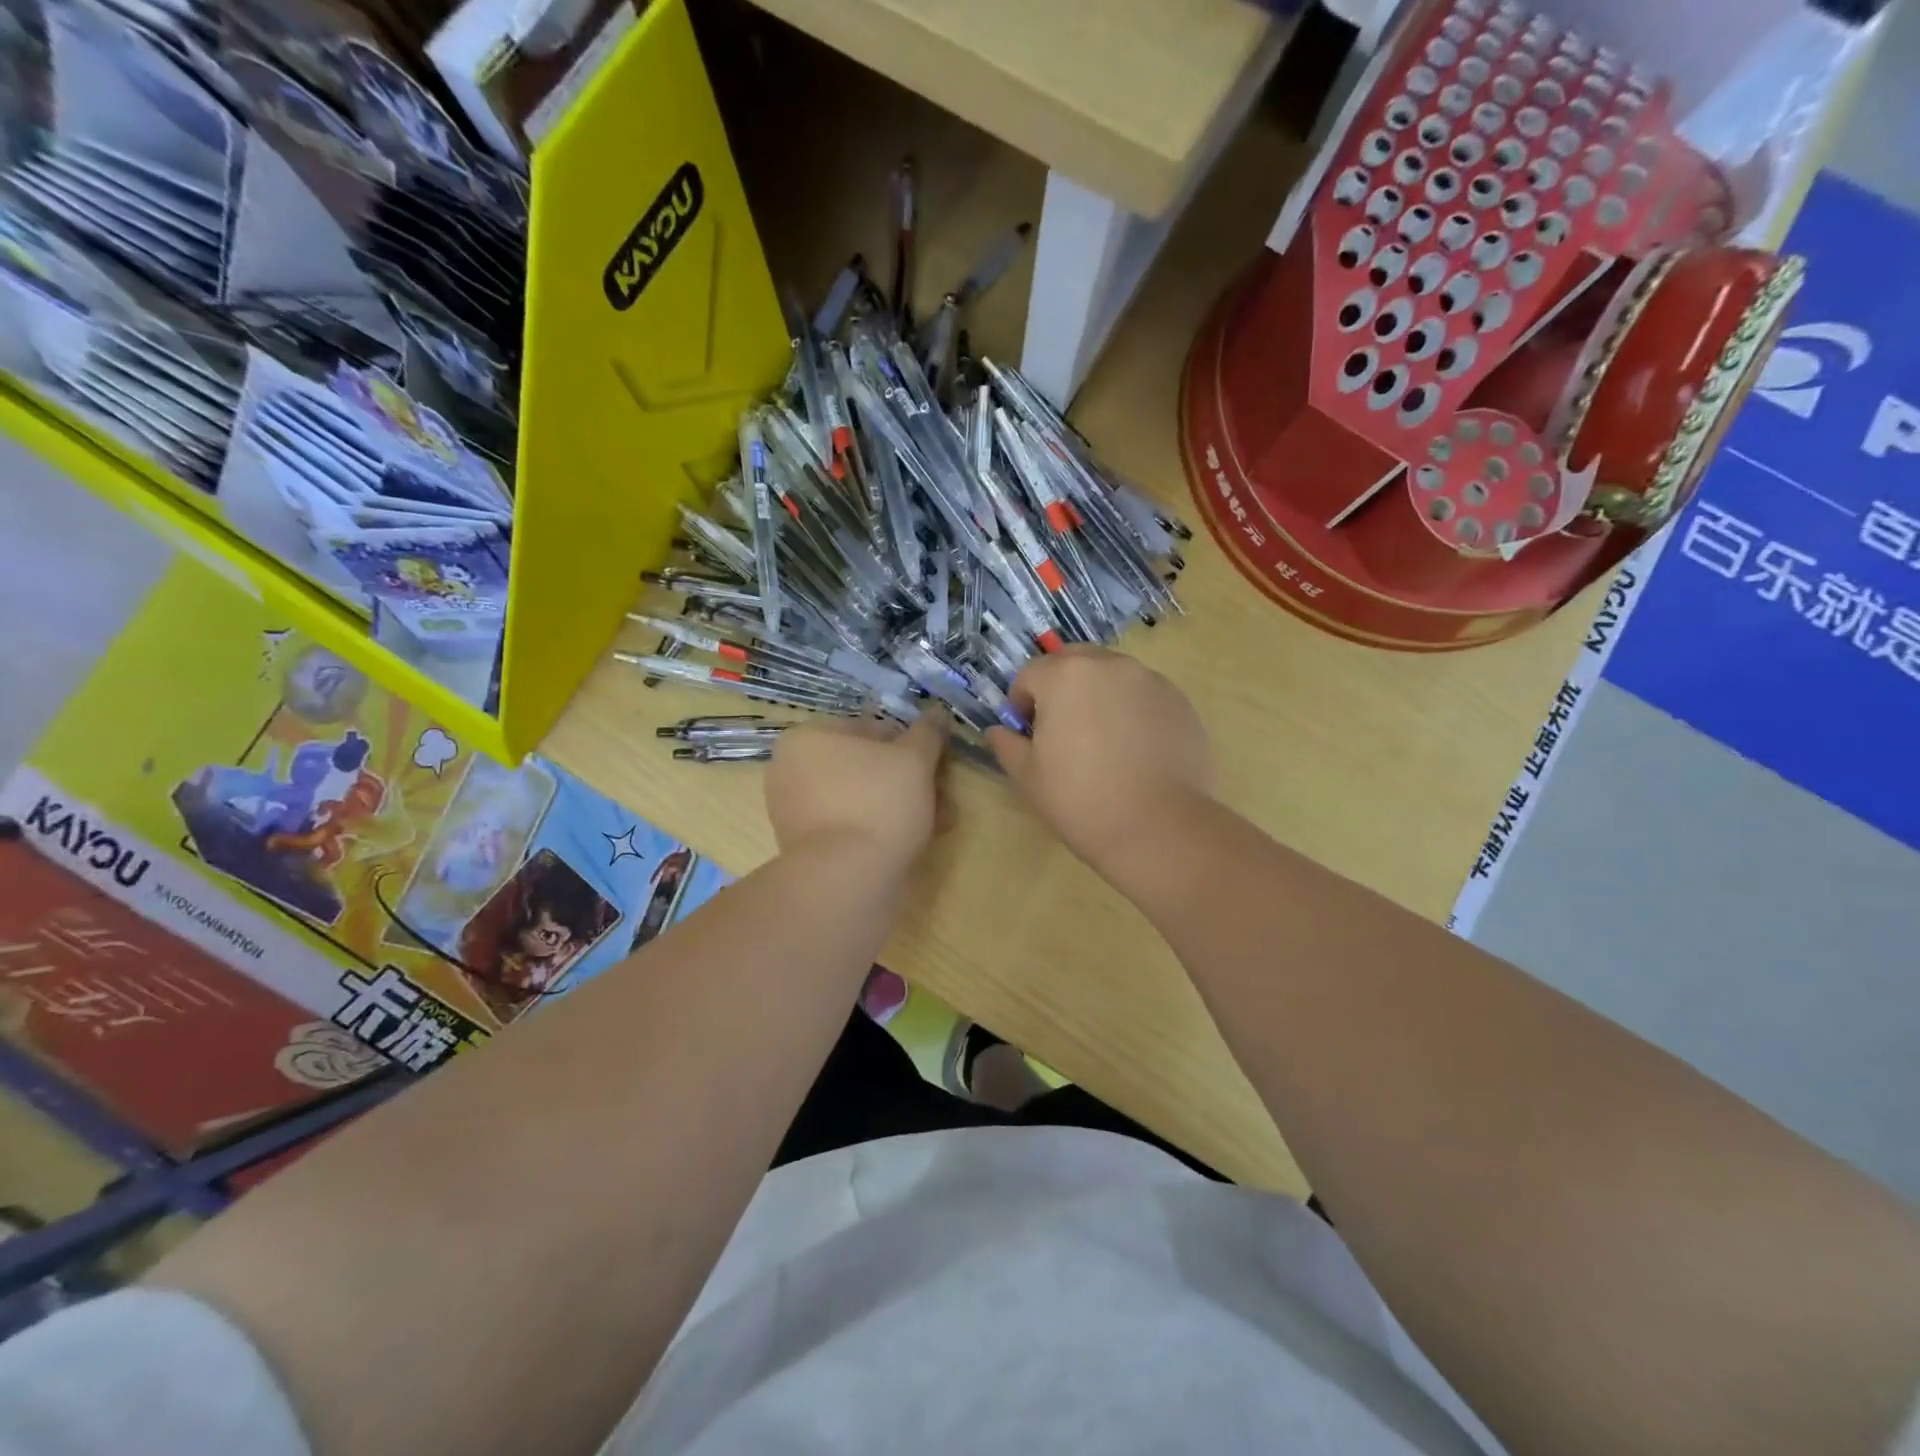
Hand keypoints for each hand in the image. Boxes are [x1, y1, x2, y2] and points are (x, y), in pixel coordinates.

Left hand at [766, 710, 948, 868]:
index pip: (874, 729)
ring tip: (939, 822)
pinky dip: (882, 828)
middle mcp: (793, 770)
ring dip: (905, 805)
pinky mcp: (808, 847)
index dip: (914, 744)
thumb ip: (928, 733)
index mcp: (808, 738)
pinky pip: (853, 825)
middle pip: (870, 766)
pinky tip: (916, 841)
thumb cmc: (879, 803)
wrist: (848, 879)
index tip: (941, 765)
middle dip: (913, 780)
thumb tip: (937, 713)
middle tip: (944, 797)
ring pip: (865, 797)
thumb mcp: (914, 759)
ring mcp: (797, 812)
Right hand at [988, 648, 1213, 885]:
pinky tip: (1136, 752)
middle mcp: (1110, 665)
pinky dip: (1133, 711)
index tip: (1029, 735)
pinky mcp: (1180, 702)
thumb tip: (998, 731)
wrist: (1158, 828)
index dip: (1022, 703)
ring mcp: (1151, 681)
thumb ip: (1007, 744)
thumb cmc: (1081, 800)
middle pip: (1074, 662)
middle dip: (1061, 687)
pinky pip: (1144, 696)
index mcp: (1065, 676)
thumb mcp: (1028, 776)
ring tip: (1104, 743)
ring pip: (1112, 676)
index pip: (1030, 674)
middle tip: (1063, 730)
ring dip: (1099, 695)